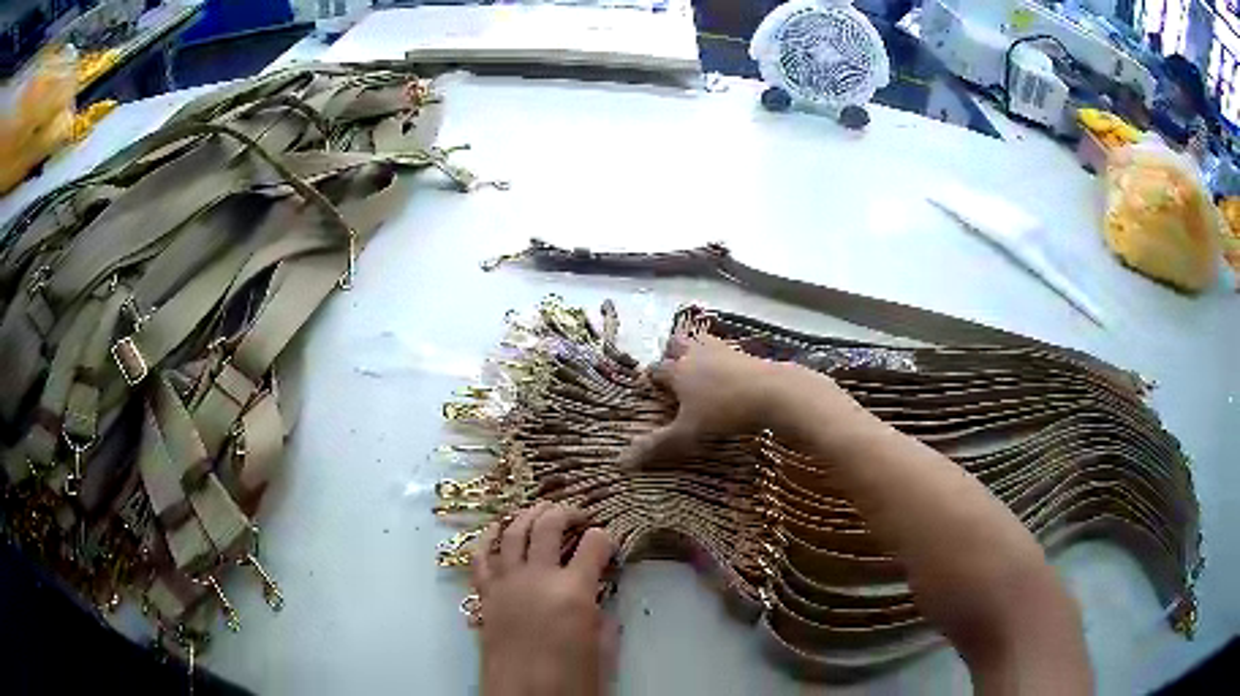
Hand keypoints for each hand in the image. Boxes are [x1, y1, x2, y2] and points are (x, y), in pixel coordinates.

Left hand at [473, 502, 617, 695]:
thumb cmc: (570, 681)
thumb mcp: (602, 649)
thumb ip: (602, 615)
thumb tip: (597, 595)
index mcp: (573, 592)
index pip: (594, 545)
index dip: (605, 538)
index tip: (609, 542)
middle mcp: (537, 577)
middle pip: (548, 525)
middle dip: (567, 512)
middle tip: (578, 516)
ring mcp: (506, 583)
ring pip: (513, 532)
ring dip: (529, 514)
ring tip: (541, 509)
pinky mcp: (485, 594)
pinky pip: (482, 556)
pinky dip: (490, 536)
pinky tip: (499, 527)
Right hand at [620, 333, 853, 466]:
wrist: (772, 391)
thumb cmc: (724, 411)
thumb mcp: (688, 432)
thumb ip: (657, 445)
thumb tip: (620, 463)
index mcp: (677, 370)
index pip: (655, 369)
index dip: (651, 378)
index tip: (651, 390)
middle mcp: (695, 353)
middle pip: (676, 343)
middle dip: (671, 353)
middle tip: (675, 372)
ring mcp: (722, 349)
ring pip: (701, 340)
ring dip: (697, 350)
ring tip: (700, 368)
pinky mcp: (745, 352)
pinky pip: (726, 349)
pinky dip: (722, 358)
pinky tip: (729, 374)